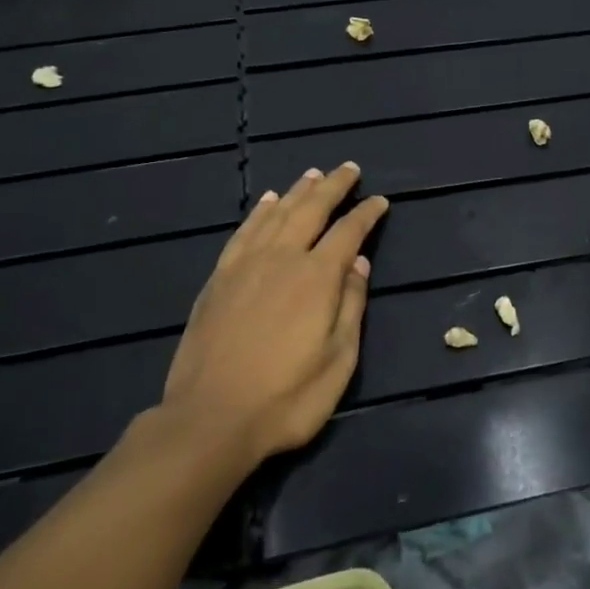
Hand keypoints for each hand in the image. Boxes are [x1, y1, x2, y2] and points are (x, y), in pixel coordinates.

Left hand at [161, 163, 388, 466]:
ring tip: (312, 174)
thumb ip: (351, 307)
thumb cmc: (286, 398)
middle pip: (311, 209)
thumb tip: (359, 264)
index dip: (367, 214)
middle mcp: (282, 258)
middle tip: (349, 169)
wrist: (209, 420)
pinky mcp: (219, 278)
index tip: (380, 201)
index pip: (348, 232)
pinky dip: (259, 211)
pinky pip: (243, 231)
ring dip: (297, 191)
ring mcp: (245, 265)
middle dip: (333, 186)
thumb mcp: (338, 361)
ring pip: (276, 213)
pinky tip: (266, 201)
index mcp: (316, 278)